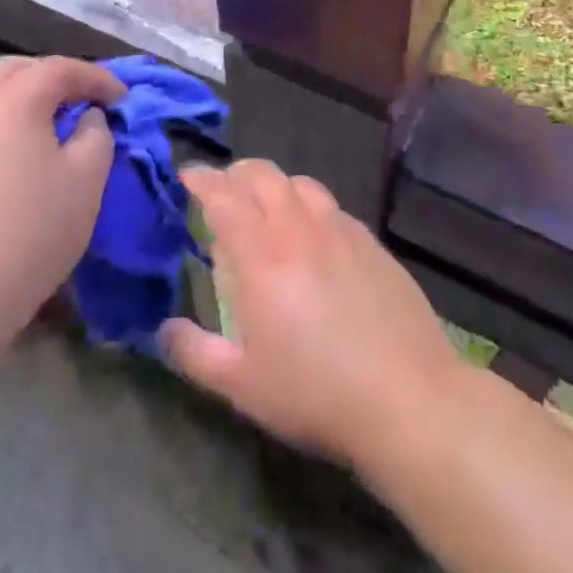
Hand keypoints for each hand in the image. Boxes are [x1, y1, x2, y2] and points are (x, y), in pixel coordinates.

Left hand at [0, 55, 124, 344]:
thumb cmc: (34, 231)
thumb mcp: (87, 178)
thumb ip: (96, 133)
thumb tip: (86, 118)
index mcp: (13, 101)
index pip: (60, 69)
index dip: (97, 77)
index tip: (122, 98)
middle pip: (16, 69)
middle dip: (54, 76)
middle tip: (84, 98)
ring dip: (25, 96)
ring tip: (54, 122)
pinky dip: (4, 120)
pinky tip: (21, 152)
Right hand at [158, 159, 465, 469]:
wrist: (408, 398)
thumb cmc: (316, 393)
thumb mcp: (242, 386)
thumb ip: (195, 353)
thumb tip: (164, 329)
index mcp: (261, 257)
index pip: (223, 196)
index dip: (201, 178)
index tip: (187, 175)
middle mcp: (298, 229)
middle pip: (262, 175)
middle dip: (235, 173)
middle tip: (222, 190)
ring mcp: (340, 231)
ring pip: (300, 183)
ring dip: (274, 185)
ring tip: (266, 207)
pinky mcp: (372, 243)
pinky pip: (332, 206)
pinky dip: (309, 206)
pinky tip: (313, 235)